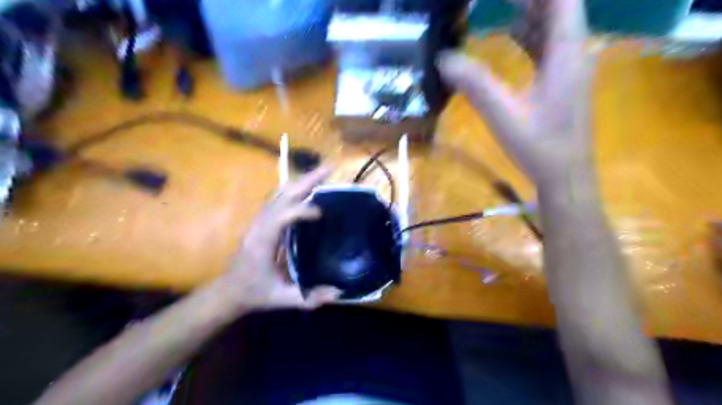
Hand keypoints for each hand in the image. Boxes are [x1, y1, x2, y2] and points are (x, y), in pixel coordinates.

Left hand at [218, 167, 338, 311]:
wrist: (228, 291)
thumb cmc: (254, 293)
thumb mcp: (281, 299)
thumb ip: (309, 298)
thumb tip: (339, 292)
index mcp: (262, 242)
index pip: (281, 216)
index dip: (301, 211)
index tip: (321, 214)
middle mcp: (259, 225)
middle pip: (282, 195)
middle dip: (306, 181)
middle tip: (329, 169)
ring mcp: (259, 221)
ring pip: (279, 193)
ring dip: (301, 182)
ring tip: (322, 174)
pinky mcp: (262, 221)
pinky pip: (278, 199)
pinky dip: (295, 190)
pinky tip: (308, 189)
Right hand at [437, 1, 594, 186]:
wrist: (564, 173)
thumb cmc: (539, 146)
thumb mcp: (504, 115)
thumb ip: (476, 85)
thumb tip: (443, 59)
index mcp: (567, 52)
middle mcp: (574, 51)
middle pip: (558, 6)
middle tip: (493, 0)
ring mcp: (569, 65)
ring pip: (553, 23)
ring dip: (529, 10)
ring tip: (501, 4)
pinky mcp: (561, 79)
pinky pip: (547, 43)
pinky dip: (529, 32)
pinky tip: (511, 32)